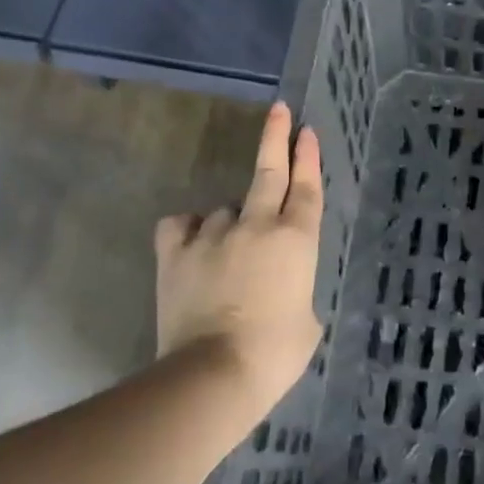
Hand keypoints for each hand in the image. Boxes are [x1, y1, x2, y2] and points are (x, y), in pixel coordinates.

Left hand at [154, 102, 323, 410]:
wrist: (214, 373)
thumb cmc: (275, 354)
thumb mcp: (307, 321)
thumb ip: (296, 290)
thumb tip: (280, 287)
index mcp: (296, 240)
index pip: (306, 188)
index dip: (308, 157)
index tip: (307, 130)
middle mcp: (256, 226)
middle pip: (269, 172)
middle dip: (277, 138)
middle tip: (281, 111)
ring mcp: (213, 235)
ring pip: (224, 210)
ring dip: (231, 224)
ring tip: (228, 259)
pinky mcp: (175, 252)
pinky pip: (181, 226)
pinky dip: (189, 231)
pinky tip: (192, 245)